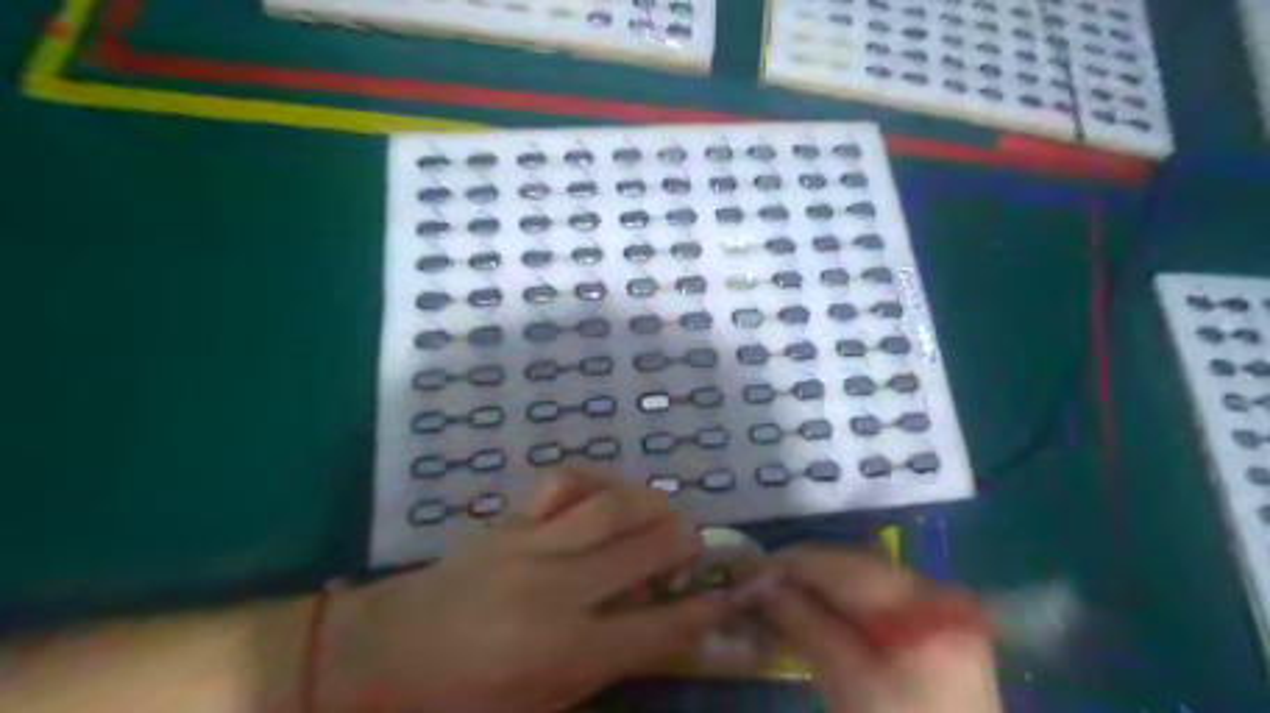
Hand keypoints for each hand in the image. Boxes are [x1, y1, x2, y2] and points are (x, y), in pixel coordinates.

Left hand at [324, 467, 728, 712]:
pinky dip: (594, 480)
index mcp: (565, 652)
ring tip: (663, 514)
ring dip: (651, 504)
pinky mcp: (510, 519)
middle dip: (684, 544)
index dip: (701, 612)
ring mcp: (532, 545)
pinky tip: (605, 493)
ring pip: (611, 506)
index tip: (725, 597)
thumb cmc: (461, 701)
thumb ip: (603, 669)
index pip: (658, 629)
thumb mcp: (539, 708)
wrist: (383, 656)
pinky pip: (562, 482)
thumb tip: (659, 635)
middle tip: (693, 547)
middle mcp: (557, 590)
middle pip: (645, 550)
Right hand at [758, 547, 997, 712]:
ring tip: (775, 597)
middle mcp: (932, 588)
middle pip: (850, 565)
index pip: (838, 563)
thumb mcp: (845, 680)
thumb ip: (802, 620)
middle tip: (754, 585)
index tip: (744, 573)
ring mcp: (938, 607)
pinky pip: (875, 598)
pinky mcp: (935, 626)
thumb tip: (760, 583)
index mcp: (918, 599)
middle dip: (799, 573)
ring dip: (816, 586)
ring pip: (860, 579)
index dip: (786, 565)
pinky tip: (812, 613)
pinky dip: (840, 602)